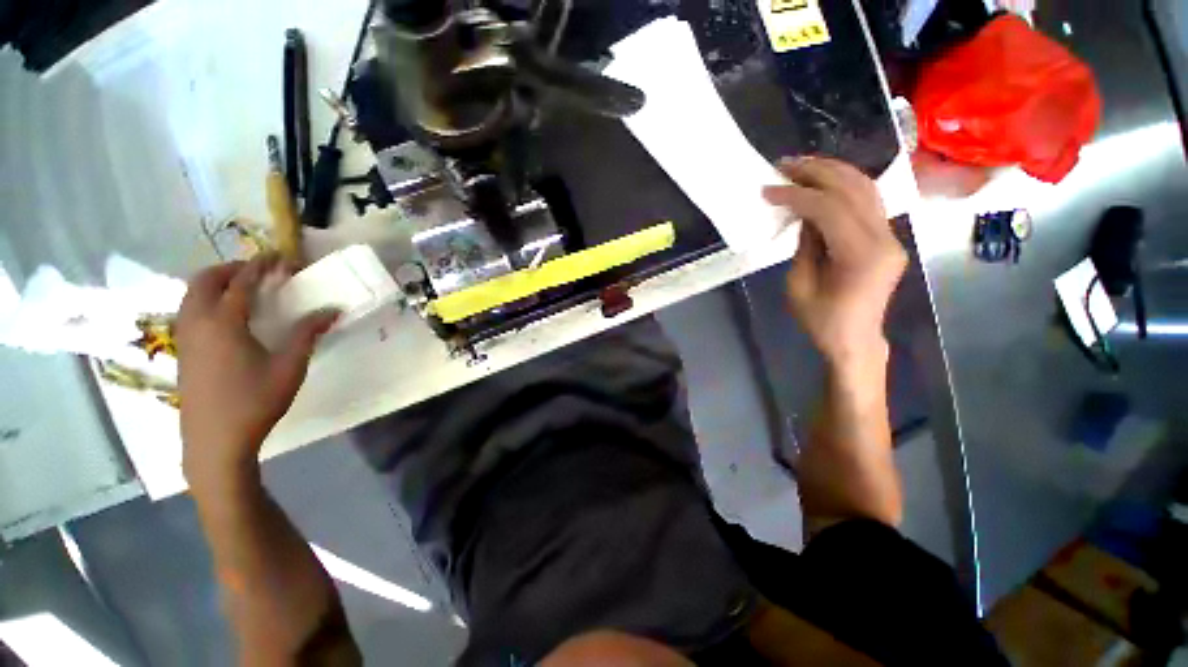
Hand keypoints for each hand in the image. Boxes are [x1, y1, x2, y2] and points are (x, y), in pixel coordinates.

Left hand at [175, 255, 338, 487]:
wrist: (215, 441)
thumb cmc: (255, 401)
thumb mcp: (289, 367)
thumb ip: (307, 333)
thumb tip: (333, 310)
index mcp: (223, 323)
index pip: (241, 282)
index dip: (261, 265)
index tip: (279, 256)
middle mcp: (197, 323)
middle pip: (205, 280)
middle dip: (231, 268)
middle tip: (259, 270)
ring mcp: (185, 337)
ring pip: (191, 294)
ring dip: (215, 282)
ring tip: (242, 288)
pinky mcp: (183, 351)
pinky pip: (189, 310)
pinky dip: (206, 299)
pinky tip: (226, 315)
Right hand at [763, 157, 906, 367]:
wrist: (855, 339)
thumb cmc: (821, 321)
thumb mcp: (799, 285)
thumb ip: (805, 244)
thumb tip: (804, 213)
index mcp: (861, 255)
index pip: (831, 208)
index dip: (798, 194)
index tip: (769, 189)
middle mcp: (884, 238)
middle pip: (853, 189)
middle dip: (816, 172)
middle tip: (784, 165)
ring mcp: (891, 235)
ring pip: (866, 188)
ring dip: (832, 171)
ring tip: (801, 166)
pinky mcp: (887, 237)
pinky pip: (867, 201)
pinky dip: (843, 185)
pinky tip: (823, 181)